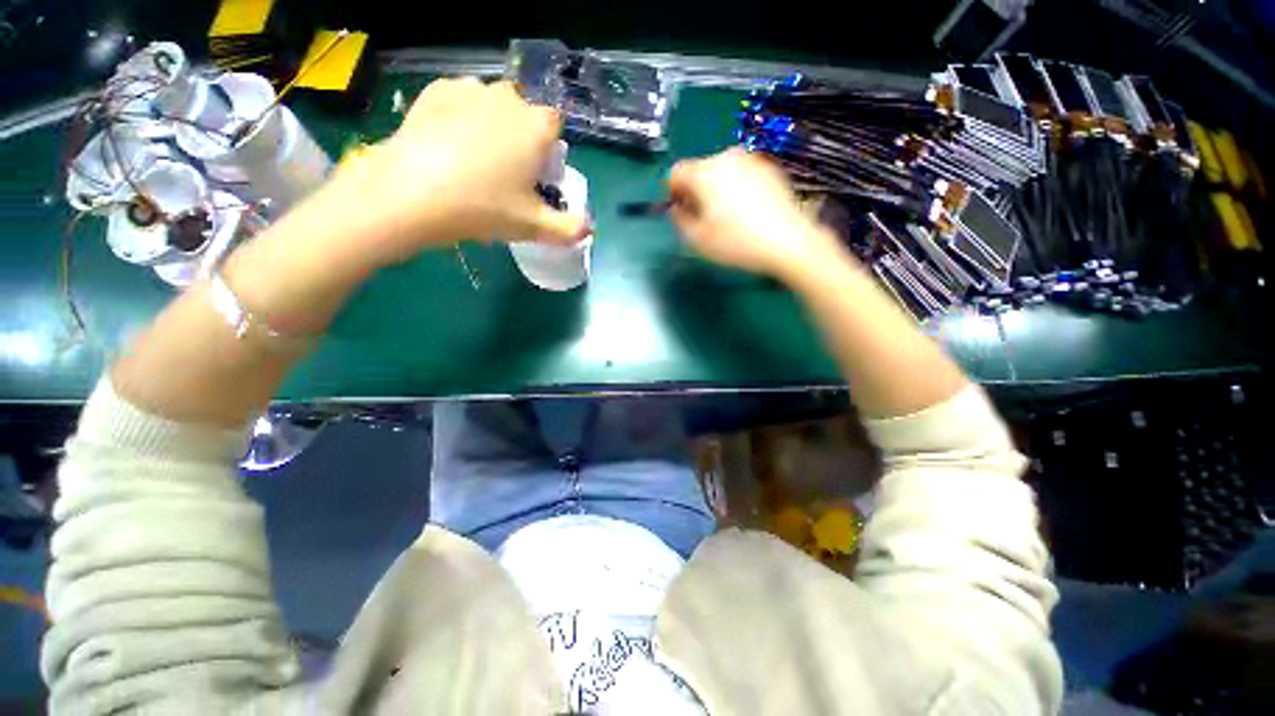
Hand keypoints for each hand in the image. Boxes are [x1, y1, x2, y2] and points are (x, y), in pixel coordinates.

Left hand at [318, 78, 590, 270]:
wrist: (412, 193)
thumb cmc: (484, 207)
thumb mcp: (534, 227)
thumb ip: (569, 229)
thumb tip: (589, 229)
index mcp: (536, 126)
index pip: (556, 128)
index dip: (550, 153)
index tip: (537, 177)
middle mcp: (508, 97)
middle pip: (526, 116)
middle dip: (523, 140)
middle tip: (507, 176)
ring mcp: (470, 89)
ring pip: (494, 107)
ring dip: (494, 128)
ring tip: (475, 162)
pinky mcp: (436, 90)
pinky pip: (462, 102)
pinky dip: (463, 119)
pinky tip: (450, 145)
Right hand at [668, 148, 846, 281]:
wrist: (788, 241)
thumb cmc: (737, 243)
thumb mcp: (698, 239)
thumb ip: (679, 220)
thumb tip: (677, 208)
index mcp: (704, 172)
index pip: (676, 172)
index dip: (673, 192)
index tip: (680, 211)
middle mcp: (726, 157)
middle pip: (699, 170)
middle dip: (696, 191)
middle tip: (703, 218)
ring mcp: (751, 160)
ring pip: (721, 171)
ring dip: (716, 189)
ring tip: (727, 217)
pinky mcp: (769, 168)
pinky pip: (742, 175)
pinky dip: (737, 188)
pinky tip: (747, 212)